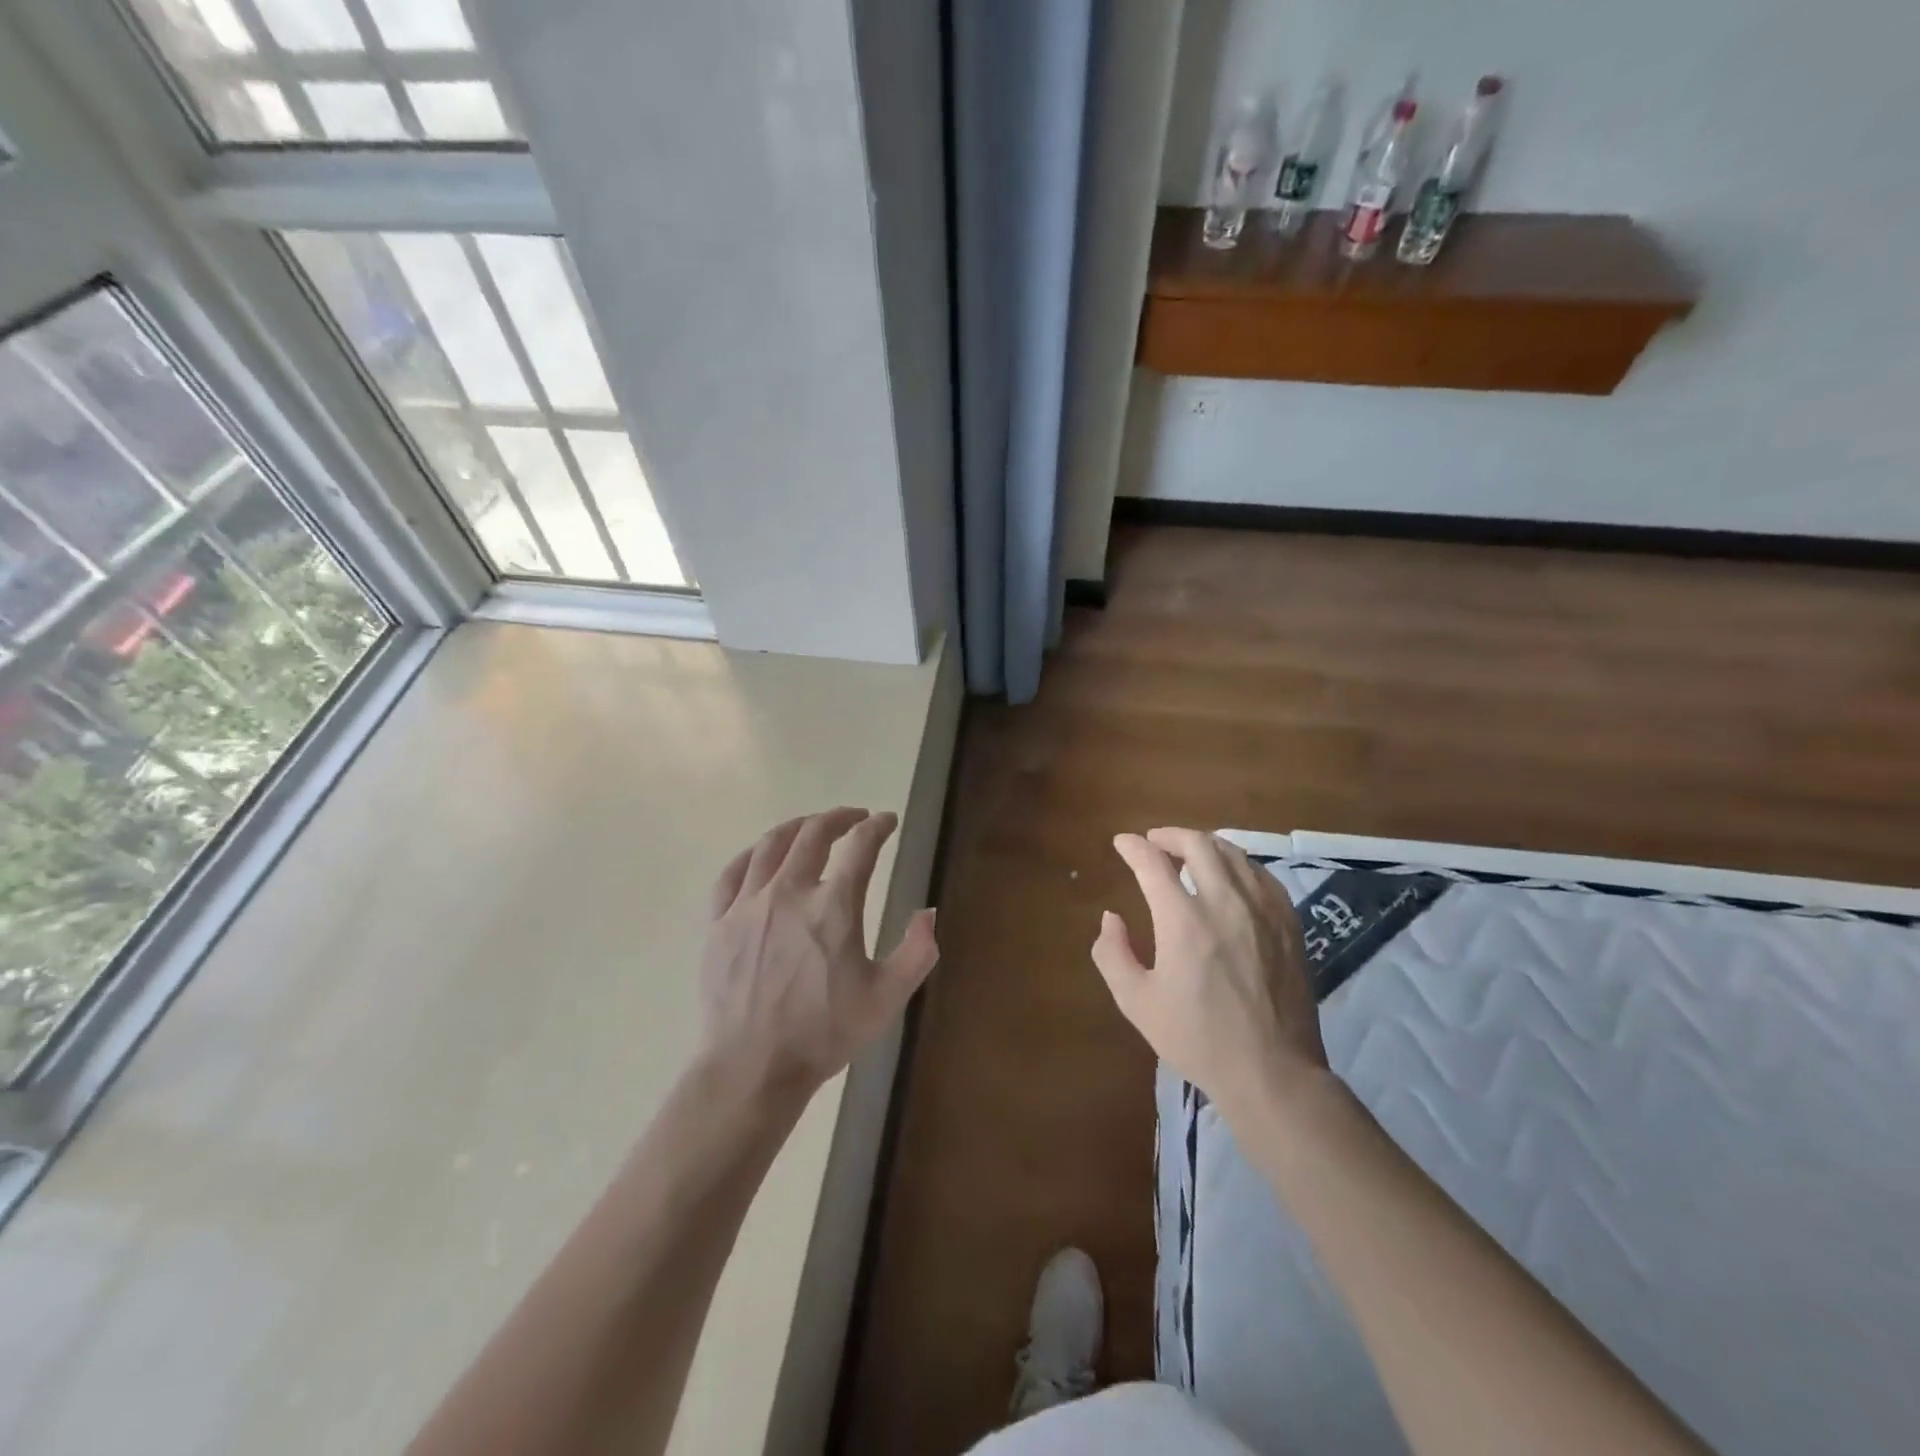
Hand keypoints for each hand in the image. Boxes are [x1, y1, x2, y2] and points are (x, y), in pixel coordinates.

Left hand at [699, 808, 937, 1106]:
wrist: (752, 1068)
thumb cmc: (824, 1034)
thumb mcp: (886, 998)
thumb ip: (917, 952)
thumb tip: (930, 913)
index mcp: (833, 907)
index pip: (860, 847)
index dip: (878, 827)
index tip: (887, 821)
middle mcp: (789, 892)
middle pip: (814, 834)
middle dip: (839, 817)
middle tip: (854, 817)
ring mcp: (748, 905)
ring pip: (772, 844)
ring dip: (798, 826)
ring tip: (812, 825)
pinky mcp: (718, 922)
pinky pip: (733, 872)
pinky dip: (753, 853)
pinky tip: (762, 854)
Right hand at [1092, 828, 1327, 1116]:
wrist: (1272, 1071)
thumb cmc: (1197, 1039)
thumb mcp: (1137, 1002)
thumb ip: (1112, 954)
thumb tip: (1111, 918)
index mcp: (1183, 920)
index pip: (1153, 863)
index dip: (1133, 847)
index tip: (1122, 843)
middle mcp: (1224, 902)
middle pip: (1198, 845)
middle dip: (1170, 835)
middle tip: (1155, 841)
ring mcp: (1263, 909)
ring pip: (1233, 854)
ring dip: (1205, 845)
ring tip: (1190, 852)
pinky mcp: (1289, 923)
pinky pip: (1262, 875)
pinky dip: (1238, 864)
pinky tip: (1232, 876)